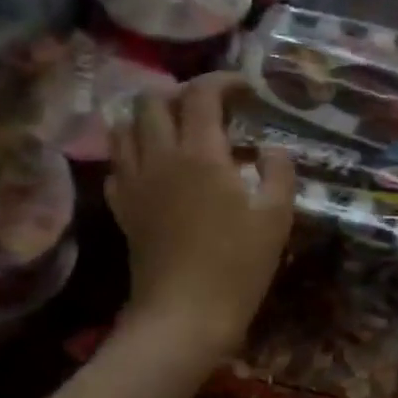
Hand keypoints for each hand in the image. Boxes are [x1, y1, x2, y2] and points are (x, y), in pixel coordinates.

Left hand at [106, 72, 294, 355]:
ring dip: (151, 118)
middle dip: (182, 94)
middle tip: (212, 110)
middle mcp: (160, 157)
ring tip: (180, 131)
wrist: (185, 316)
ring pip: (124, 127)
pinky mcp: (122, 209)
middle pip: (152, 101)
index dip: (224, 81)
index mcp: (201, 154)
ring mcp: (134, 183)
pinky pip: (118, 164)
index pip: (201, 94)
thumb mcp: (277, 217)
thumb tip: (271, 149)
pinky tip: (157, 169)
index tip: (247, 91)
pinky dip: (135, 153)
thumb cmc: (239, 266)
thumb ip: (279, 172)